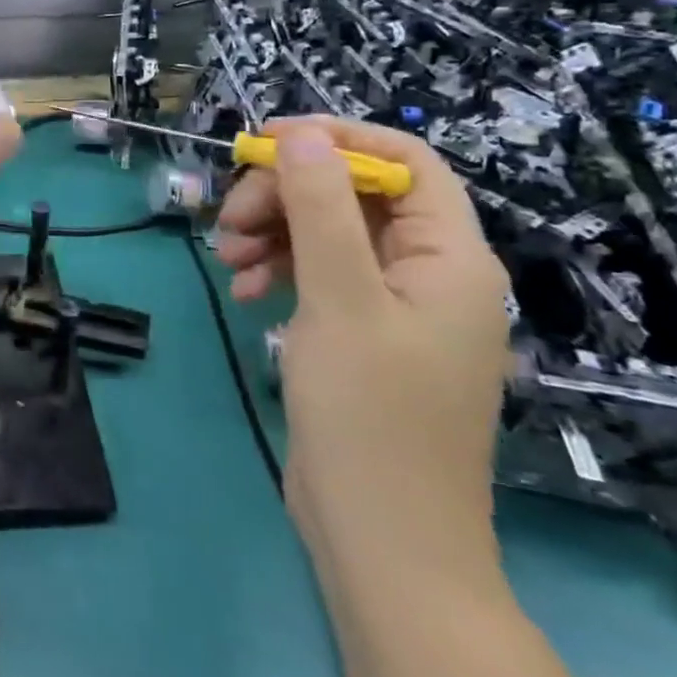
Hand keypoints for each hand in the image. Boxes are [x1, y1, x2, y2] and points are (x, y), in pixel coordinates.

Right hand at [215, 117, 511, 578]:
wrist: (383, 541)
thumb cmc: (371, 416)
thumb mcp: (339, 300)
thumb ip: (321, 209)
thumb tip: (301, 135)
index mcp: (449, 256)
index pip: (403, 160)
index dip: (335, 139)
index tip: (264, 144)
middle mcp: (429, 271)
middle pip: (355, 194)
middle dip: (287, 195)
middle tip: (230, 219)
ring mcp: (395, 305)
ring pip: (329, 232)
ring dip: (273, 232)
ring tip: (227, 260)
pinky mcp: (364, 333)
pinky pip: (320, 274)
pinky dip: (279, 271)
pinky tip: (245, 293)